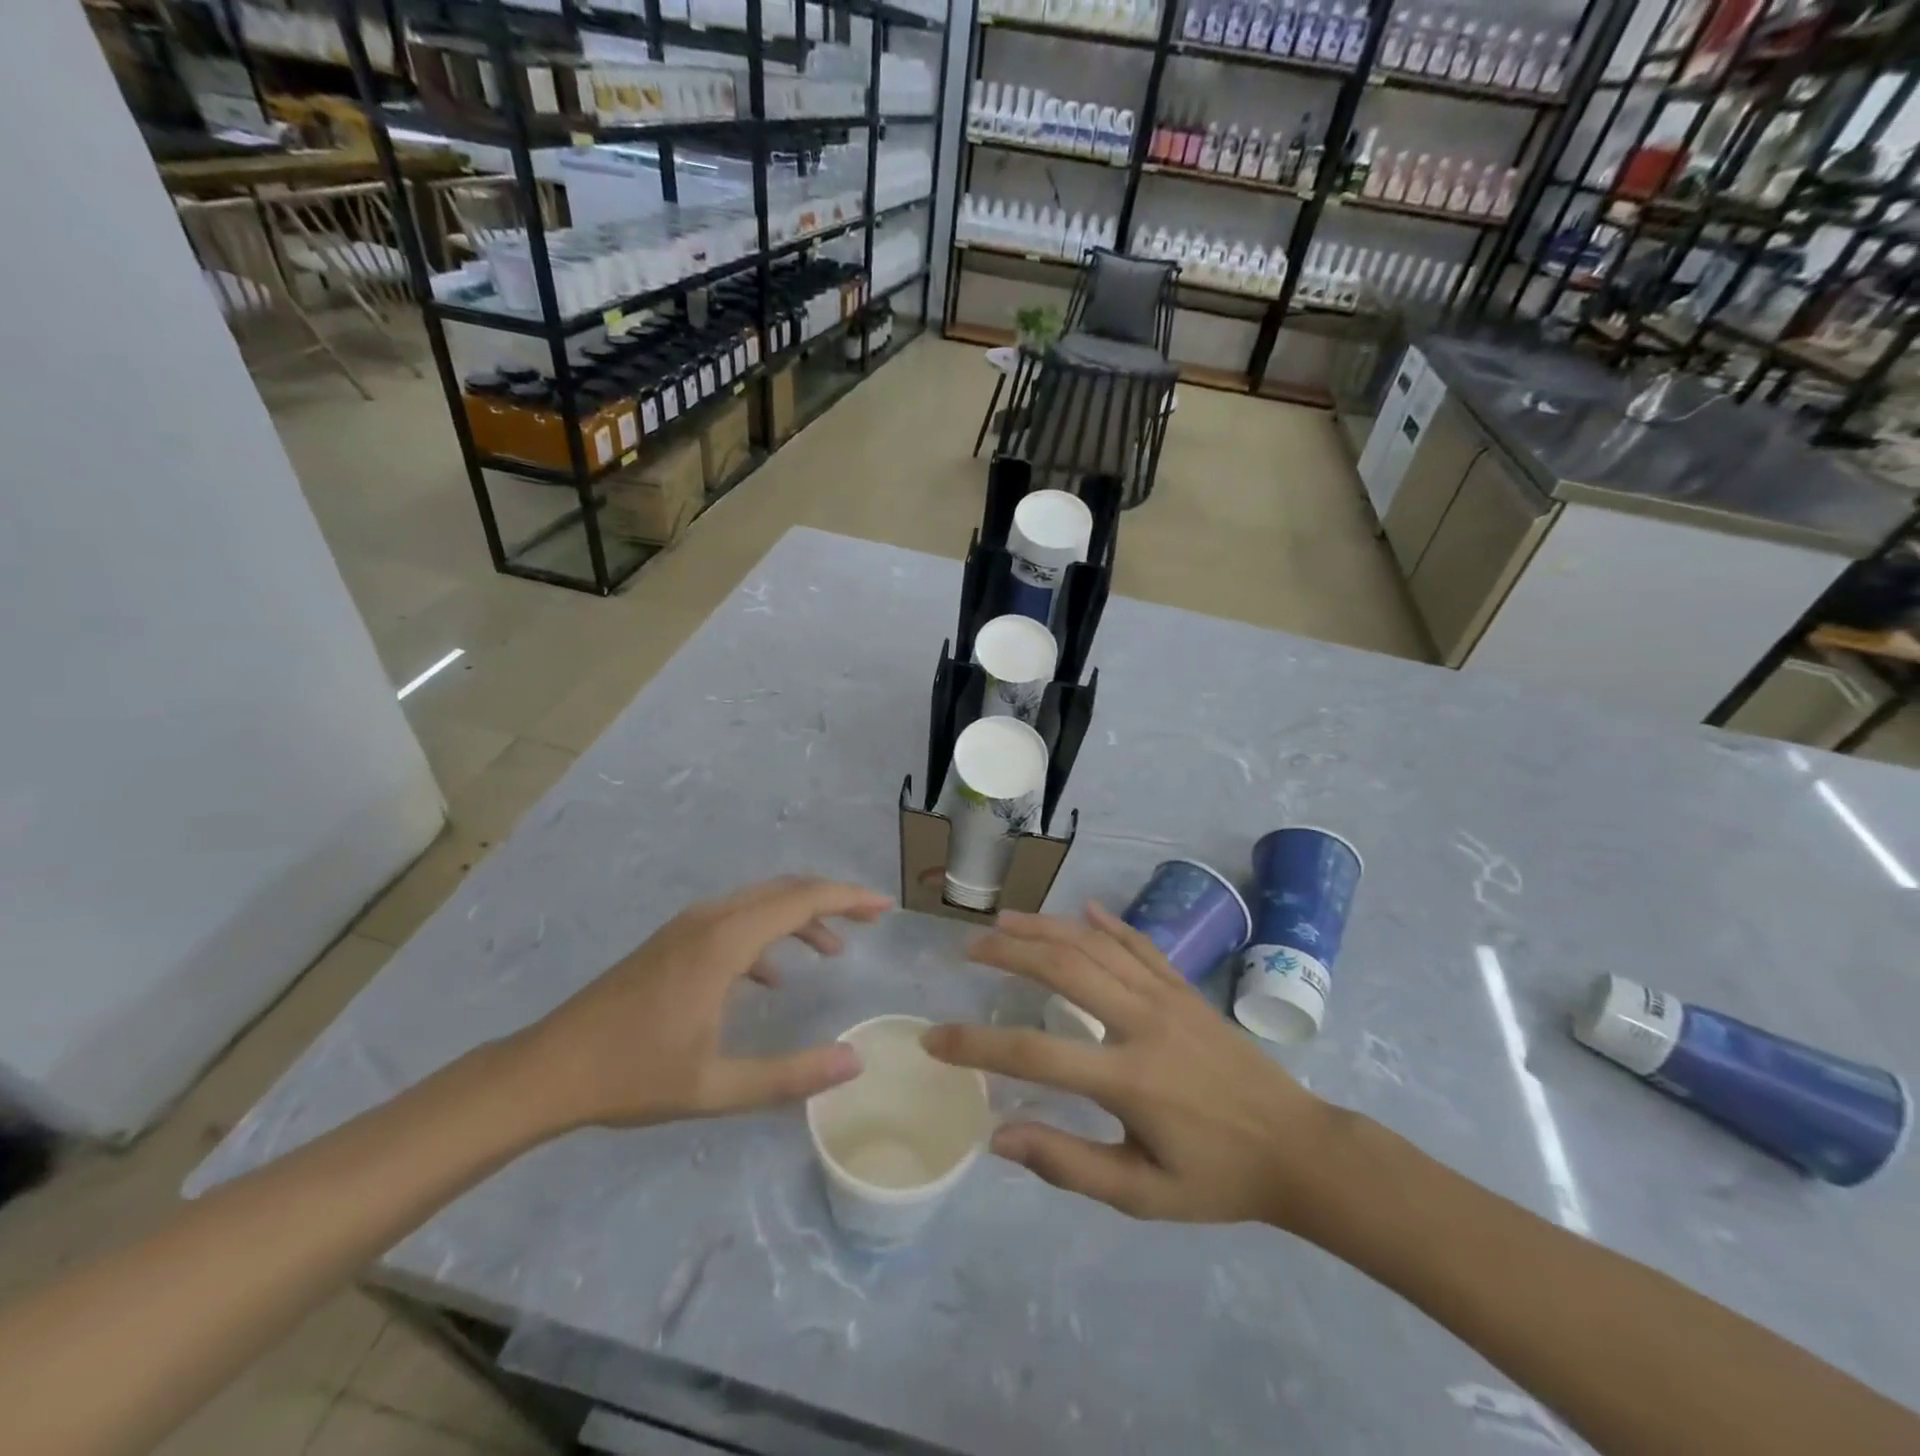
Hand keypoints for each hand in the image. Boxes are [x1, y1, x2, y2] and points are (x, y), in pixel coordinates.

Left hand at [513, 876, 891, 1131]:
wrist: (548, 1070)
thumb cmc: (633, 1075)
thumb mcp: (716, 1086)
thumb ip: (789, 1076)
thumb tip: (853, 1063)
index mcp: (724, 942)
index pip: (801, 900)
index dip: (848, 898)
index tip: (884, 907)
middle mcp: (709, 919)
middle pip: (784, 890)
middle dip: (832, 899)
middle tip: (870, 919)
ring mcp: (687, 926)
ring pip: (759, 902)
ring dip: (800, 917)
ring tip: (833, 950)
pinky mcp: (673, 941)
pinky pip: (735, 919)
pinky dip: (768, 933)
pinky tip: (773, 976)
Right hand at [923, 903, 1341, 1229]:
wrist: (1299, 1151)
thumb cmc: (1217, 1178)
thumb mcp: (1143, 1195)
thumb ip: (1069, 1164)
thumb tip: (999, 1136)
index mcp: (1128, 1078)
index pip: (1034, 1055)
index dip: (976, 1045)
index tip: (934, 1039)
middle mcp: (1142, 1022)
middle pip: (1062, 969)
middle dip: (1008, 952)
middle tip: (968, 948)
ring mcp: (1167, 997)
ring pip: (1095, 946)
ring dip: (1046, 928)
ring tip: (1004, 920)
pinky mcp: (1185, 989)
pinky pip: (1141, 944)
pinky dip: (1109, 924)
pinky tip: (1084, 909)